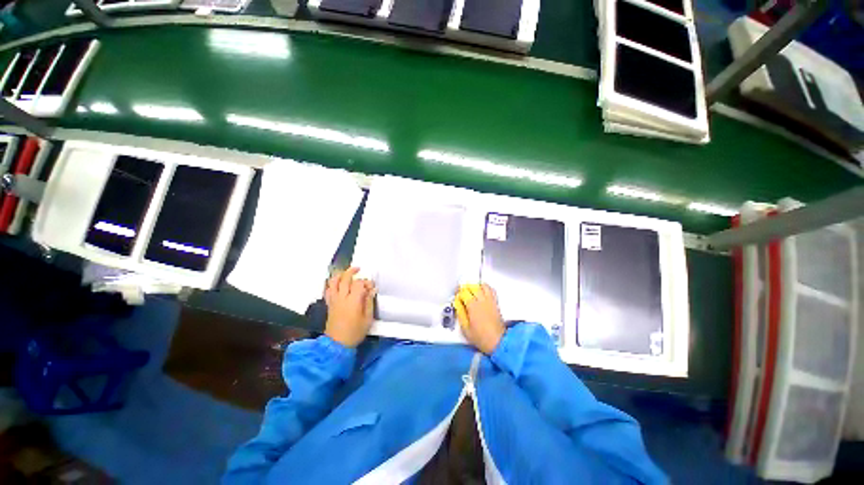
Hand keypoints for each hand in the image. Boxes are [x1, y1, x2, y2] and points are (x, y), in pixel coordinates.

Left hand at [324, 267, 375, 347]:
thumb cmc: (355, 332)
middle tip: (358, 269)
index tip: (371, 287)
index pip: (358, 283)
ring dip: (340, 275)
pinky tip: (337, 284)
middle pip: (345, 278)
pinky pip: (328, 290)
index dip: (366, 282)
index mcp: (353, 301)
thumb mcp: (367, 319)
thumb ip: (369, 302)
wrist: (337, 344)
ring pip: (333, 282)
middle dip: (352, 271)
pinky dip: (332, 284)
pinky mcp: (329, 304)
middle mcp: (341, 297)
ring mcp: (333, 300)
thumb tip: (372, 290)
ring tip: (346, 273)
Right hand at [454, 283, 504, 354]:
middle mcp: (482, 300)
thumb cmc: (480, 337)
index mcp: (472, 306)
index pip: (463, 292)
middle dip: (466, 288)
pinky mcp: (496, 303)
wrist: (498, 342)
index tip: (457, 298)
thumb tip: (458, 303)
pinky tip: (482, 292)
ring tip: (472, 291)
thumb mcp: (465, 328)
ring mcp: (490, 300)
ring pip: (483, 285)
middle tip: (462, 294)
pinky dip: (486, 288)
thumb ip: (460, 313)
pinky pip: (491, 290)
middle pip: (473, 286)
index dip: (458, 294)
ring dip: (476, 286)